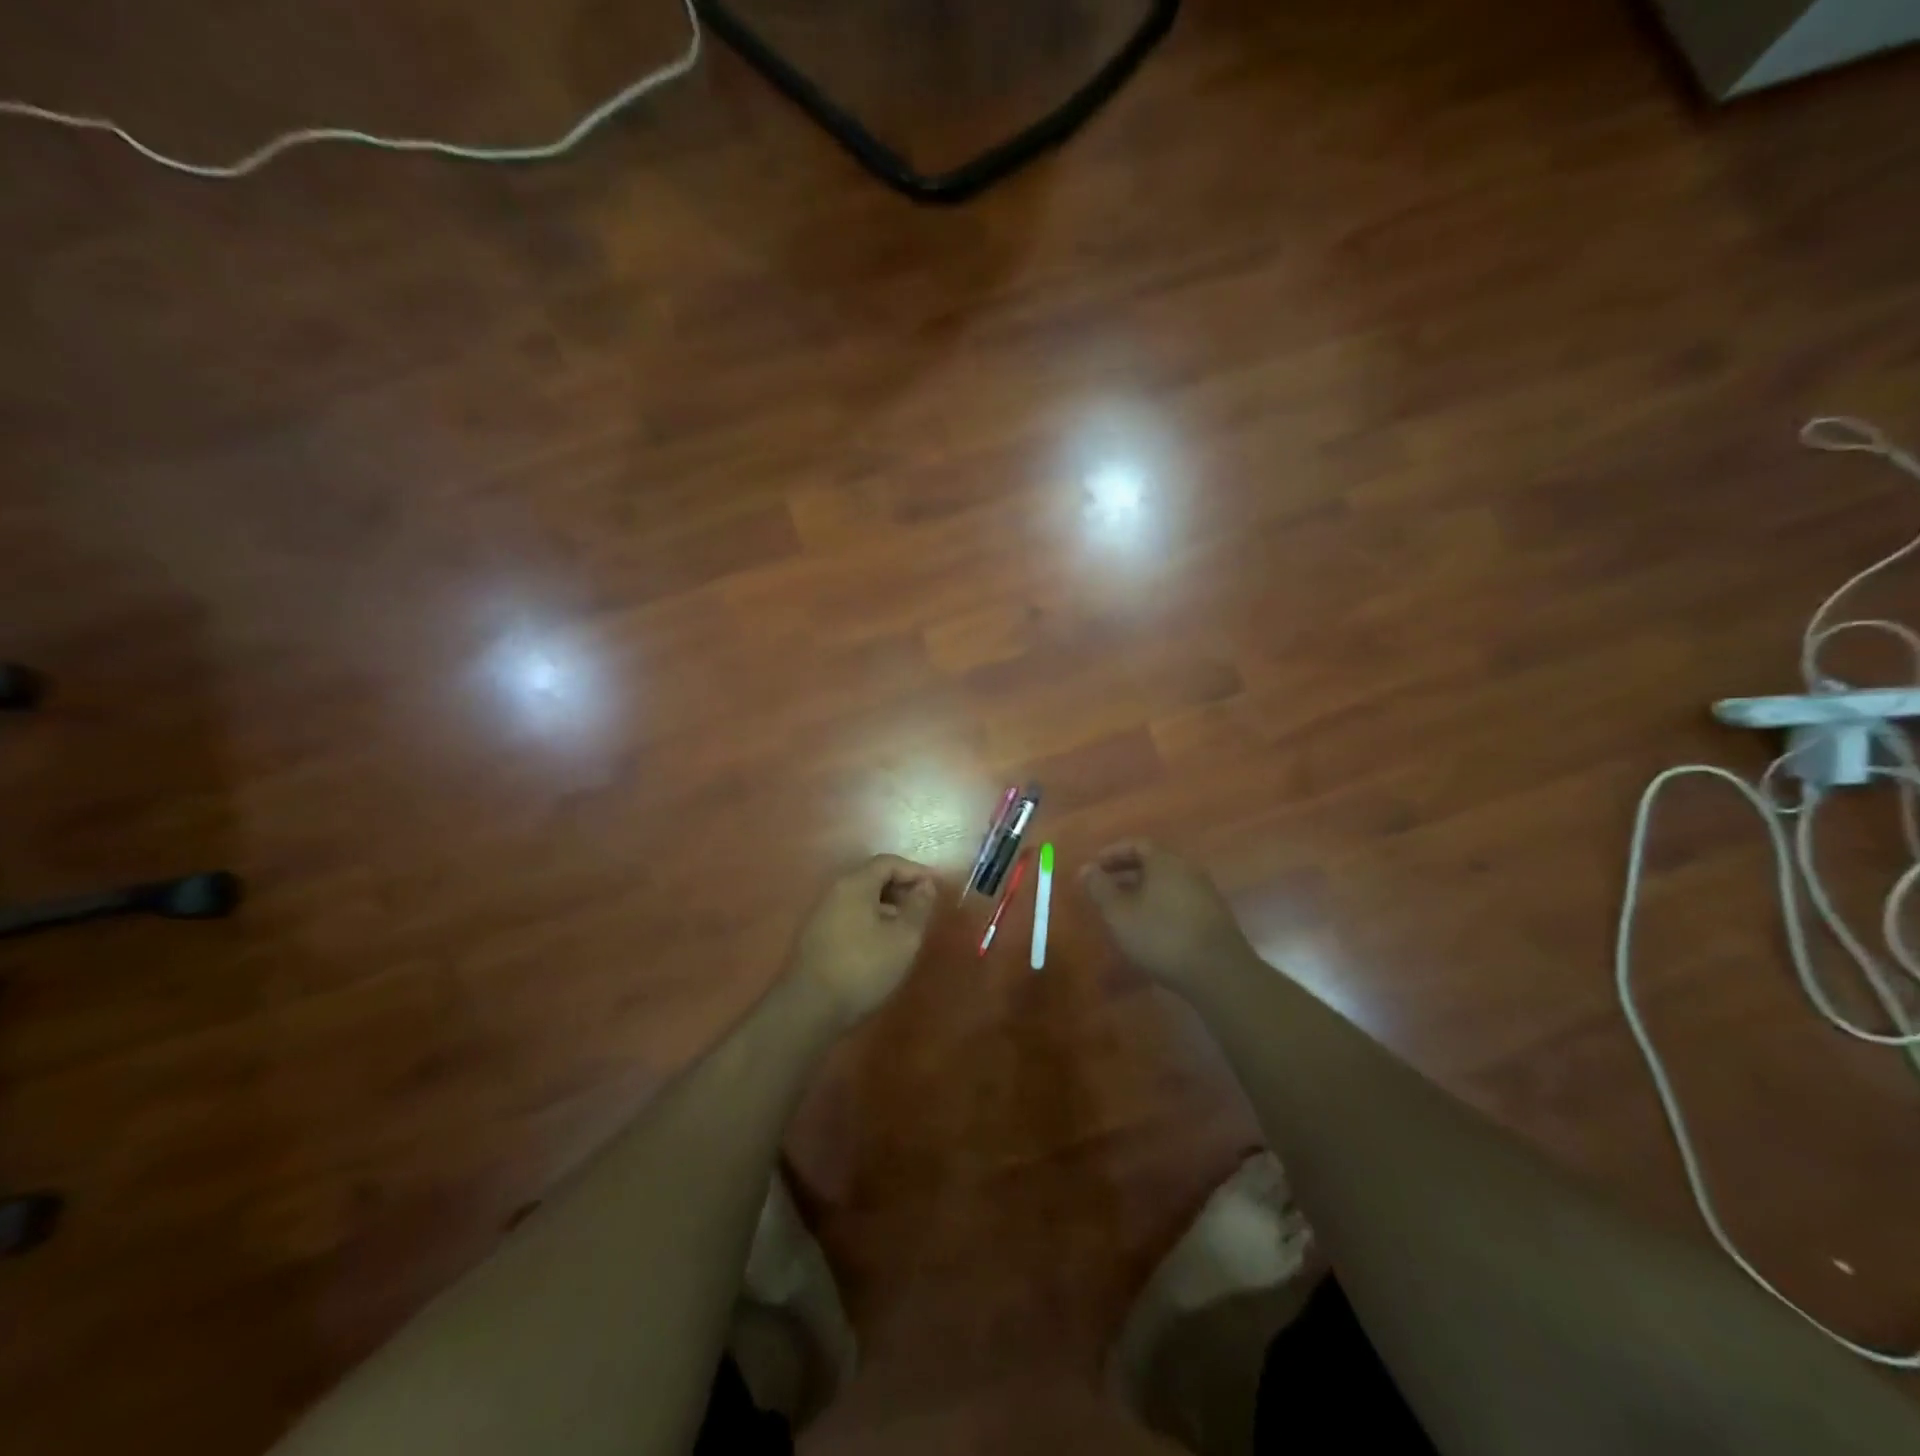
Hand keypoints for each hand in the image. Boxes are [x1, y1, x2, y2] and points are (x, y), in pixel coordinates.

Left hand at [788, 855, 937, 1027]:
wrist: (809, 1009)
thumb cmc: (863, 968)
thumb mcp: (903, 938)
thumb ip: (918, 907)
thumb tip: (926, 885)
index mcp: (854, 884)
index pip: (888, 862)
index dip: (915, 871)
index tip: (937, 886)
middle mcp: (834, 891)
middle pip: (872, 877)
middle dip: (901, 888)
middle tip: (924, 907)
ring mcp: (821, 913)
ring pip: (861, 898)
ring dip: (887, 906)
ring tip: (907, 928)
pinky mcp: (816, 935)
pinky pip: (850, 914)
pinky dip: (871, 919)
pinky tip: (882, 944)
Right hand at [1080, 840, 1255, 991]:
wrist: (1218, 972)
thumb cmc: (1161, 935)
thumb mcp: (1119, 913)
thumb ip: (1100, 888)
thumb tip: (1086, 868)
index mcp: (1166, 862)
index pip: (1137, 844)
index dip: (1113, 853)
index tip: (1095, 866)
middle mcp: (1188, 870)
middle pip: (1154, 862)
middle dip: (1126, 872)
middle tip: (1105, 887)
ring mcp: (1205, 894)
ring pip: (1167, 883)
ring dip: (1143, 891)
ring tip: (1123, 910)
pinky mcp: (1214, 917)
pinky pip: (1179, 900)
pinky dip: (1159, 905)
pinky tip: (1149, 928)